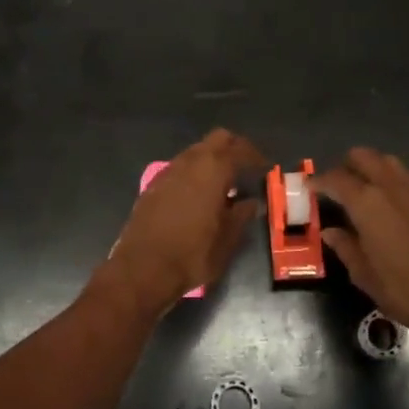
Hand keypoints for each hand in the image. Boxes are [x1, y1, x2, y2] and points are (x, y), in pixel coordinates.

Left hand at [104, 129, 264, 314]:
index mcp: (213, 170)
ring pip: (196, 150)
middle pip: (217, 139)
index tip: (266, 168)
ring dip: (213, 159)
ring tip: (225, 182)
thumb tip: (252, 203)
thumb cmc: (192, 254)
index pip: (240, 150)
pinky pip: (180, 167)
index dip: (256, 157)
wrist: (142, 269)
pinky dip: (195, 171)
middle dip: (235, 148)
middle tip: (247, 167)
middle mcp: (190, 162)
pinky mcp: (153, 185)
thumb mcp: (227, 239)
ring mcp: (168, 171)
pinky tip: (200, 193)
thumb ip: (242, 215)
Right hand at [314, 149, 408, 358]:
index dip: (319, 181)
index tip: (310, 187)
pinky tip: (407, 198)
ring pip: (391, 161)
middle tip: (339, 186)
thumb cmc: (403, 290)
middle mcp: (390, 185)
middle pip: (363, 156)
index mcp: (366, 203)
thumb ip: (345, 246)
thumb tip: (330, 231)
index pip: (335, 179)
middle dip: (347, 166)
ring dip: (376, 169)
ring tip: (370, 189)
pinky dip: (407, 181)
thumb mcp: (363, 274)